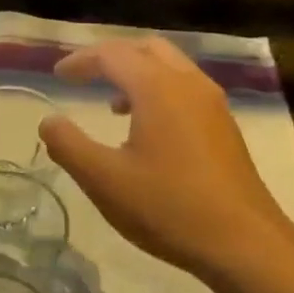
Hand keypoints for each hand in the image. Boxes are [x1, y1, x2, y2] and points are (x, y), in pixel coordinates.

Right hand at [39, 37, 293, 279]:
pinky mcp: (225, 127)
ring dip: (138, 74)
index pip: (112, 54)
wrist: (244, 243)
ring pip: (171, 67)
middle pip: (146, 48)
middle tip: (86, 77)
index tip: (58, 76)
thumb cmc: (168, 207)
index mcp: (158, 88)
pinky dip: (159, 91)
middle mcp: (189, 84)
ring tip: (113, 105)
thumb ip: (69, 145)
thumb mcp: (104, 180)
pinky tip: (148, 130)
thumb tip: (49, 121)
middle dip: (112, 57)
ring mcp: (213, 104)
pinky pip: (186, 89)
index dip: (81, 60)